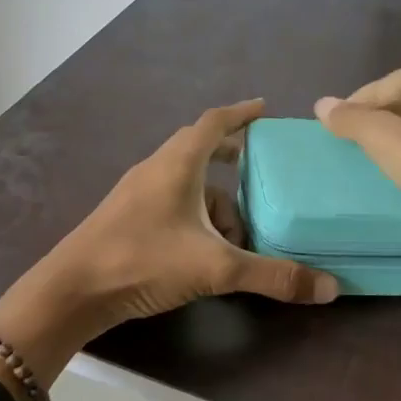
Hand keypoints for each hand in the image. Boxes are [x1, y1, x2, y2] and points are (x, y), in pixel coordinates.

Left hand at [0, 100, 338, 400]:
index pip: (214, 122)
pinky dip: (196, 215)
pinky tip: (206, 250)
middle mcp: (156, 169)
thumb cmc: (143, 261)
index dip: (241, 113)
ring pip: (186, 182)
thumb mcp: (215, 268)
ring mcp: (137, 193)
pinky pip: (171, 202)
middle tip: (261, 169)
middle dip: (232, 157)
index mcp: (177, 164)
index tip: (265, 109)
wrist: (72, 290)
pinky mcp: (126, 218)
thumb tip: (328, 288)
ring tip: (240, 235)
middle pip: (200, 149)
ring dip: (216, 200)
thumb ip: (272, 276)